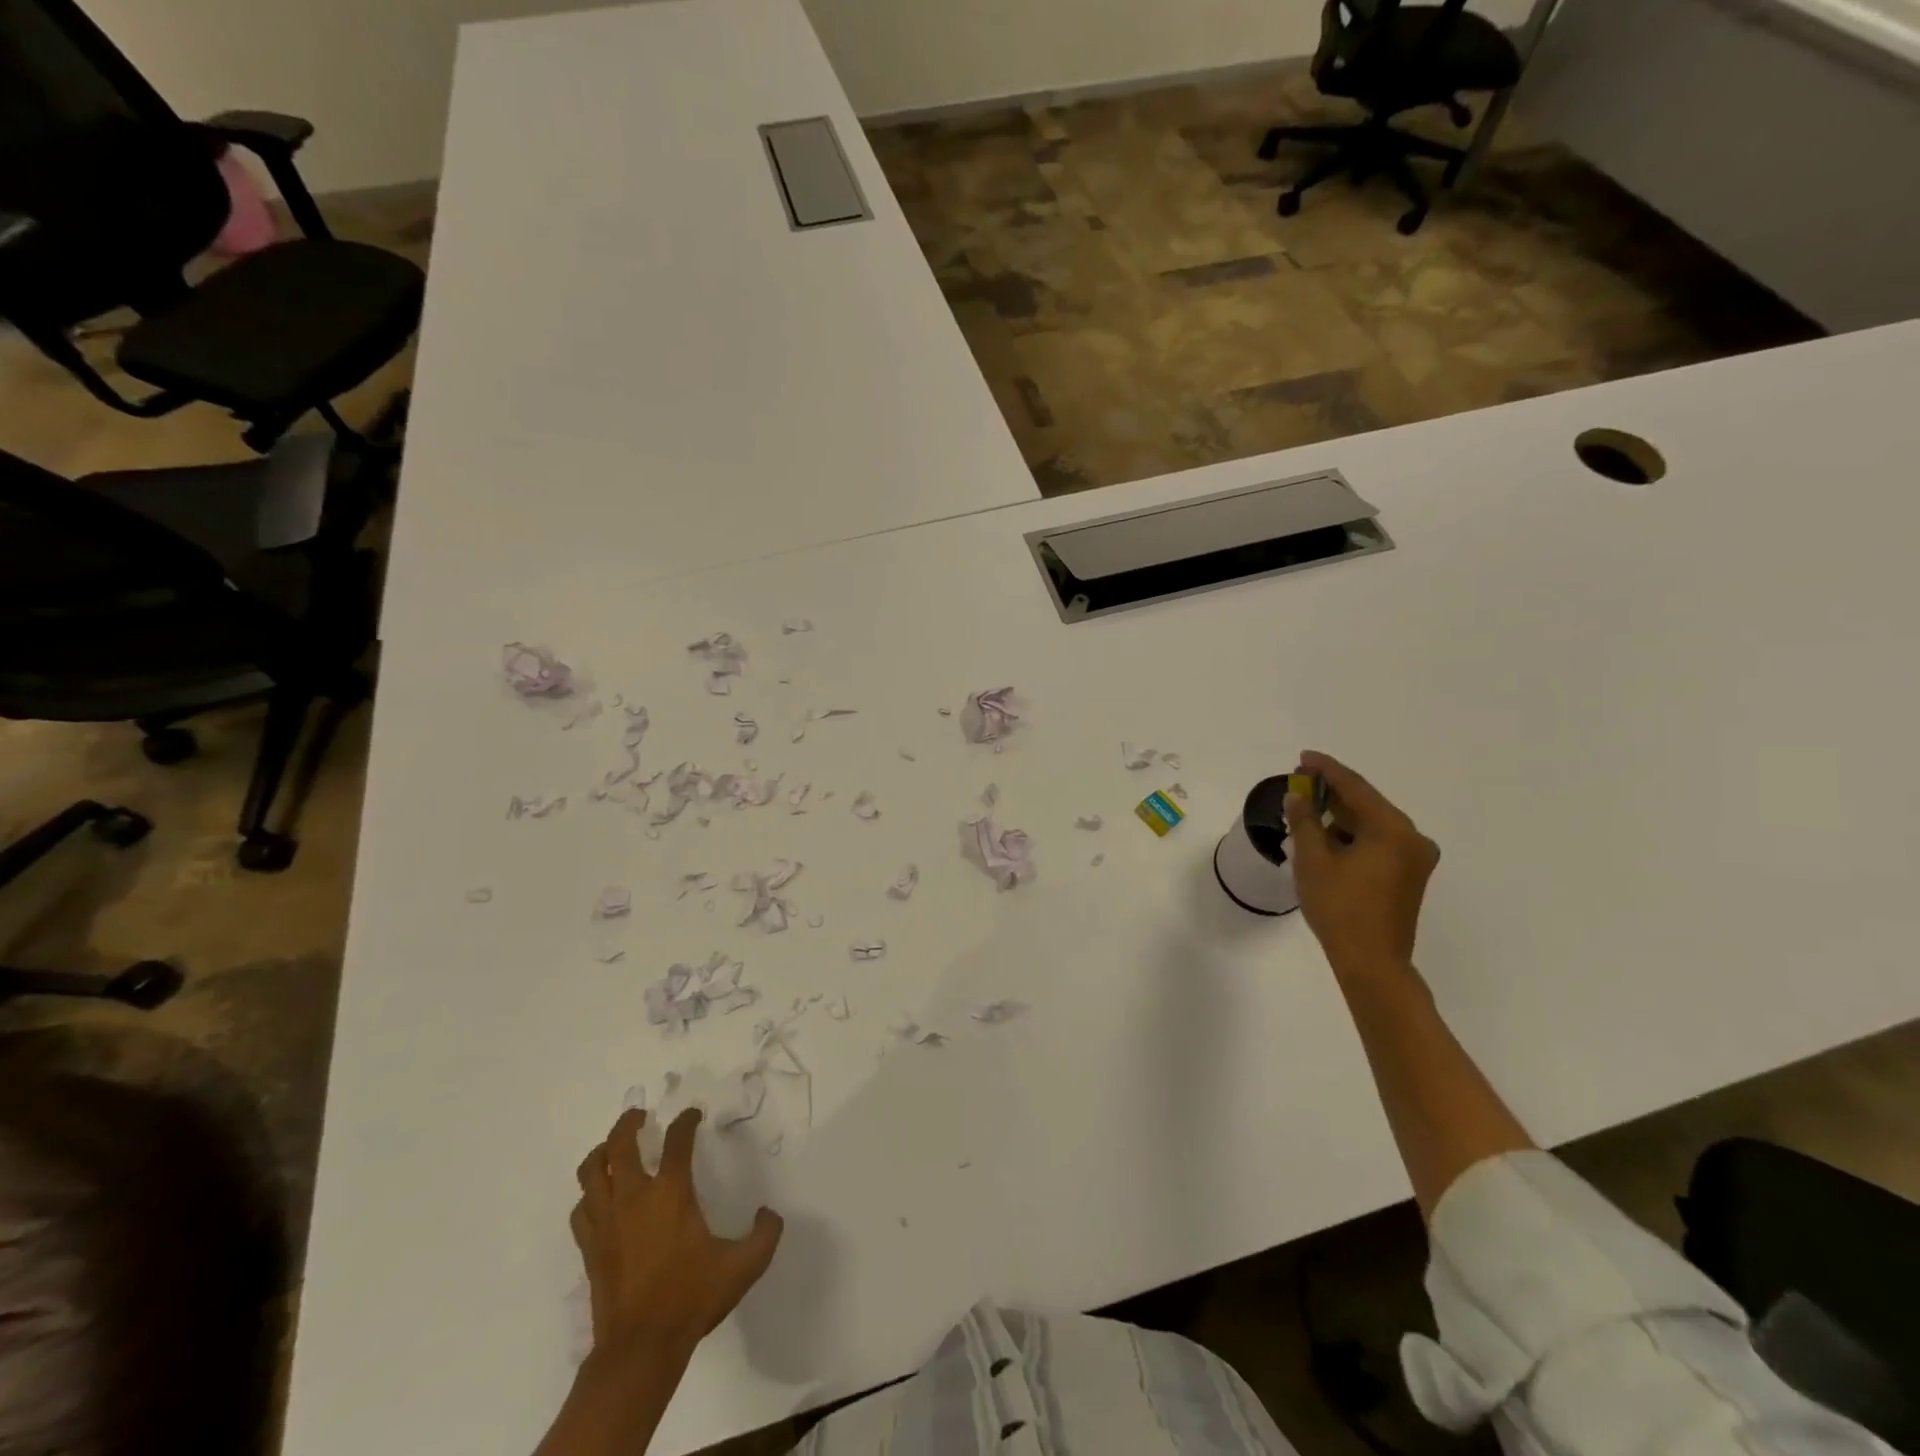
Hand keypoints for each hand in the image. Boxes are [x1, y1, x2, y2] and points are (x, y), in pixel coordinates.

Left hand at [571, 1107, 783, 1361]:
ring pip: (591, 1171)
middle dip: (629, 1122)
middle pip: (620, 1144)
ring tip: (613, 1147)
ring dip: (602, 1152)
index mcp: (671, 1193)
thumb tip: (770, 1213)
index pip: (677, 1140)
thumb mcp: (743, 1266)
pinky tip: (599, 1197)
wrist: (641, 1348)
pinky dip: (589, 1195)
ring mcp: (607, 1222)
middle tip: (640, 1115)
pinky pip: (581, 1209)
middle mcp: (634, 1197)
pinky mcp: (590, 1247)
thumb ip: (765, 1234)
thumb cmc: (692, 1298)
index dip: (686, 1121)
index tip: (693, 1115)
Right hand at [1285, 749, 1439, 977]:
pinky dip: (1352, 836)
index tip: (1303, 757)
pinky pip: (1378, 843)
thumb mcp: (1313, 860)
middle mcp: (1412, 838)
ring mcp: (1414, 859)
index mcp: (1393, 829)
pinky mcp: (1408, 876)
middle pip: (1367, 804)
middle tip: (1300, 781)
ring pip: (1371, 825)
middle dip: (1332, 792)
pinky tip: (1325, 837)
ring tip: (1307, 810)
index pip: (1355, 787)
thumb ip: (1304, 821)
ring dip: (1340, 816)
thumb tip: (1297, 796)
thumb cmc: (1340, 907)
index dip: (1326, 770)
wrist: (1372, 962)